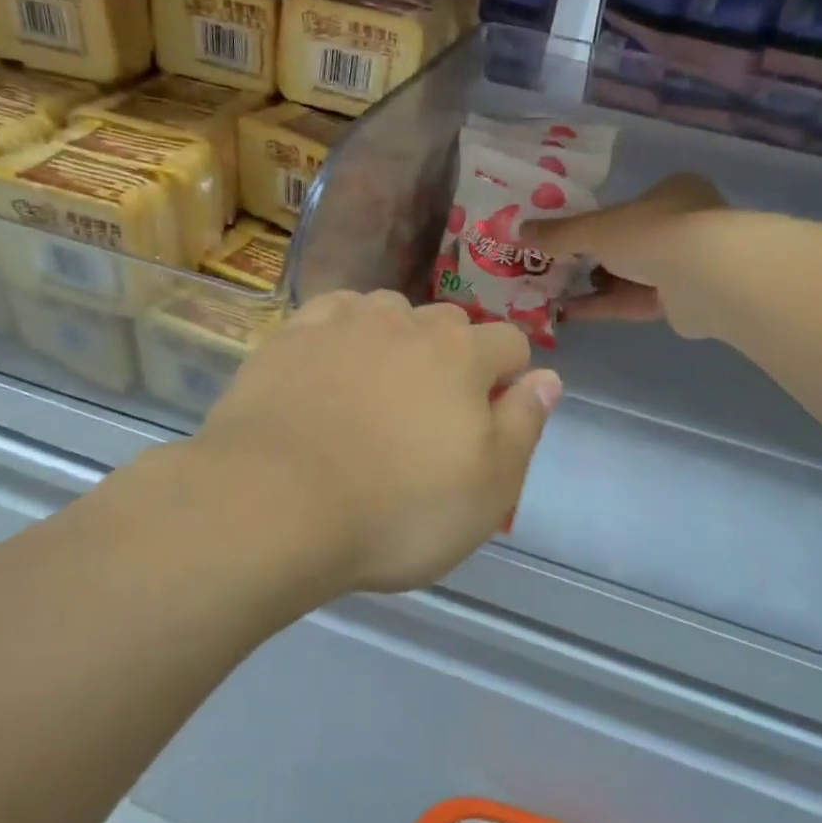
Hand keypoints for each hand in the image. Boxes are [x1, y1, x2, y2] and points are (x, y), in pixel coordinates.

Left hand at [197, 291, 563, 594]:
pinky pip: (331, 315)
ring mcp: (343, 323)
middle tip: (429, 416)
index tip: (490, 418)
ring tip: (375, 390)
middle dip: (453, 359)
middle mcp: (407, 322)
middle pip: (449, 324)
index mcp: (463, 355)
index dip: (509, 378)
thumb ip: (525, 425)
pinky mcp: (290, 335)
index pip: (509, 344)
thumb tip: (548, 378)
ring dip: (396, 340)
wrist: (273, 505)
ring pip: (389, 312)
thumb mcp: (489, 490)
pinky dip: (341, 333)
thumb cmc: (396, 510)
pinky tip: (329, 366)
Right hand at [522, 174, 732, 338]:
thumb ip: (559, 233)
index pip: (627, 206)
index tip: (563, 238)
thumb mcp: (596, 228)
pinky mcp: (683, 301)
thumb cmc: (653, 233)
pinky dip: (602, 305)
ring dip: (592, 285)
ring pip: (629, 275)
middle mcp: (684, 225)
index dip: (594, 222)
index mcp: (671, 193)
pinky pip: (634, 301)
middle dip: (589, 258)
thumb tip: (518, 231)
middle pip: (626, 243)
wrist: (707, 277)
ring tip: (551, 293)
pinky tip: (567, 313)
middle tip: (552, 269)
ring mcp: (686, 265)